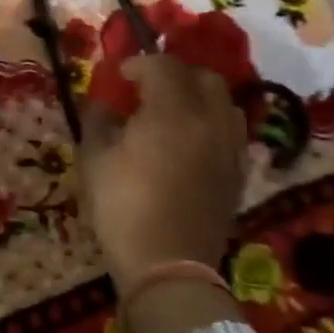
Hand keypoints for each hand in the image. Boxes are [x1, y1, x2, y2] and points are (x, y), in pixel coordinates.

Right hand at [78, 53, 246, 298]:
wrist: (168, 268)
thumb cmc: (123, 208)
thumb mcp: (94, 160)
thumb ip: (97, 120)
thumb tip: (101, 102)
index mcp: (173, 111)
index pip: (163, 66)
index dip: (139, 64)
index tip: (120, 77)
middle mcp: (209, 121)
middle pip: (203, 77)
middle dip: (175, 74)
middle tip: (149, 89)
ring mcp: (230, 148)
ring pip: (225, 102)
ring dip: (199, 97)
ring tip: (174, 112)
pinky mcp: (239, 174)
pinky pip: (233, 132)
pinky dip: (214, 124)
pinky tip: (193, 142)